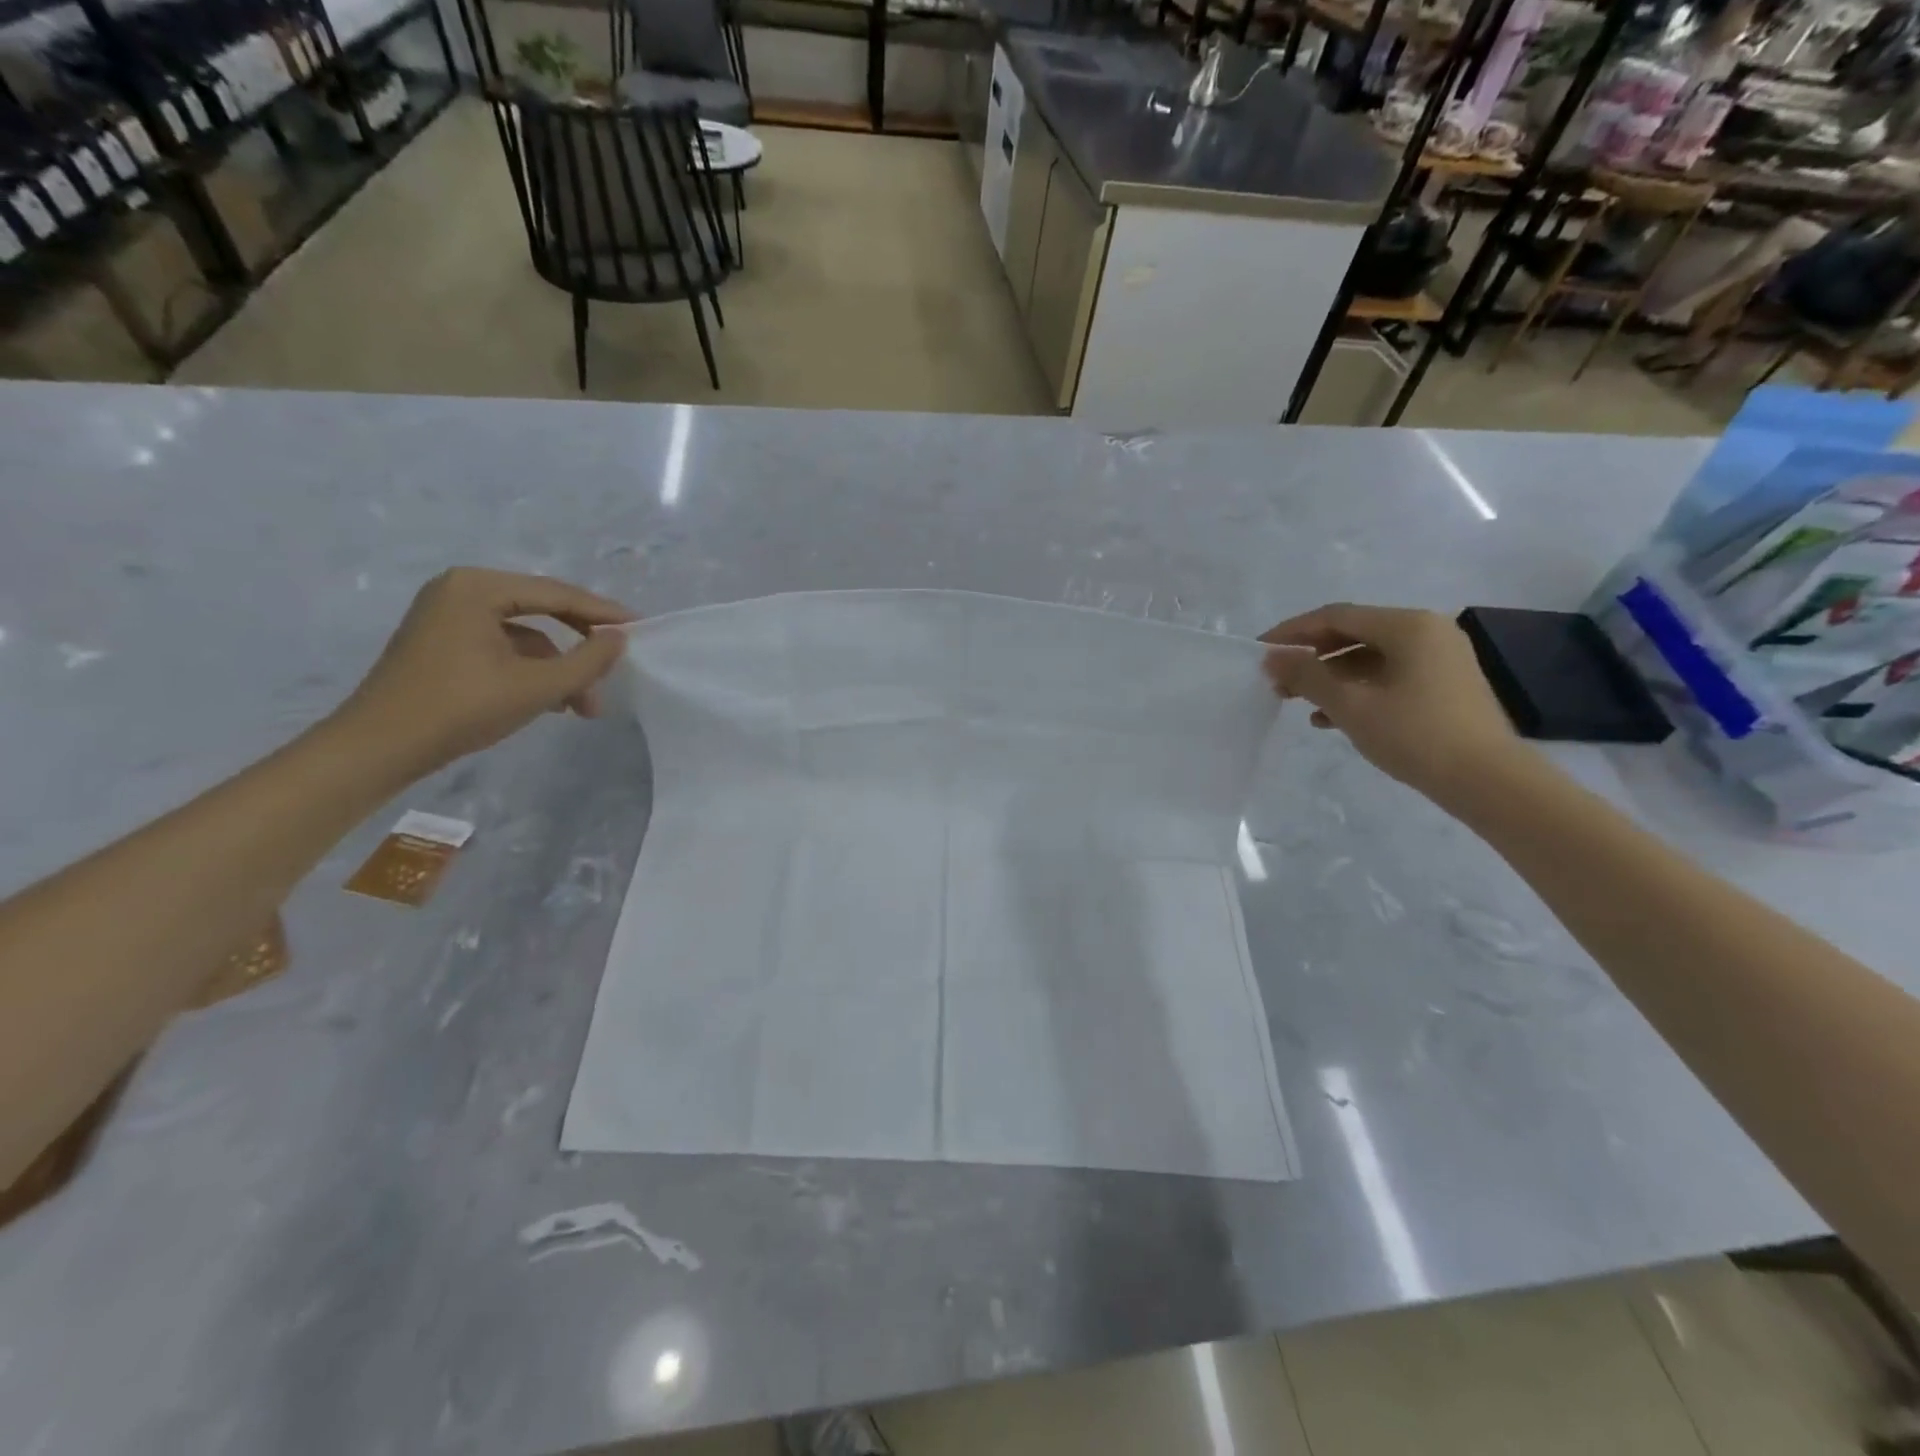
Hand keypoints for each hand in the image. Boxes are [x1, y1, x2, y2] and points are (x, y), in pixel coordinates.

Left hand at [332, 568, 634, 776]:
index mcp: (479, 587)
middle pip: (542, 611)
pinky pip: (503, 647)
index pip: (557, 593)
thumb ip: (588, 660)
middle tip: (614, 669)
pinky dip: (531, 672)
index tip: (639, 627)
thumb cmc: (461, 708)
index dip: (602, 612)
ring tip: (583, 707)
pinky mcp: (442, 644)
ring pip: (525, 636)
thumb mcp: (538, 686)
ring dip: (558, 668)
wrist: (379, 748)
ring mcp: (447, 617)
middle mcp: (461, 591)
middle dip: (580, 647)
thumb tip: (619, 639)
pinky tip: (552, 703)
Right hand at [1260, 603, 1519, 802]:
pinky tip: (1329, 717)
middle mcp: (1427, 631)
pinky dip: (1356, 690)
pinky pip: (1388, 676)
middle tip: (1277, 679)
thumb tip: (1272, 657)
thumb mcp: (1351, 705)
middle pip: (1353, 634)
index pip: (1336, 616)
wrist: (1487, 781)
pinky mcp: (1443, 685)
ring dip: (1329, 676)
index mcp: (1408, 625)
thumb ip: (1307, 676)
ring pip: (1369, 657)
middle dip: (1310, 656)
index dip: (1292, 631)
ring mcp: (1439, 658)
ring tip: (1296, 701)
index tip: (1260, 651)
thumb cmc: (1415, 735)